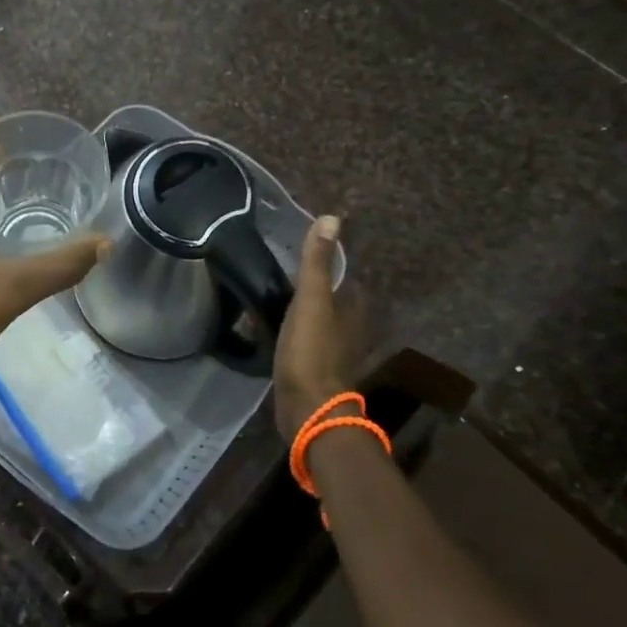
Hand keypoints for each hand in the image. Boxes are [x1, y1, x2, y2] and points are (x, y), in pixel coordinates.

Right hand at [273, 215, 375, 437]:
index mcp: (354, 310)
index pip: (345, 277)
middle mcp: (350, 329)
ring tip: (272, 294)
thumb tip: (331, 218)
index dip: (327, 263)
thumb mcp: (311, 300)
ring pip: (317, 320)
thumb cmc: (312, 351)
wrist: (306, 408)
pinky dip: (291, 330)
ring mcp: (332, 351)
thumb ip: (317, 262)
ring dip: (300, 309)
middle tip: (280, 270)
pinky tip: (271, 326)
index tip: (302, 251)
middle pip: (331, 299)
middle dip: (312, 286)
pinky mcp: (313, 368)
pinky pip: (303, 339)